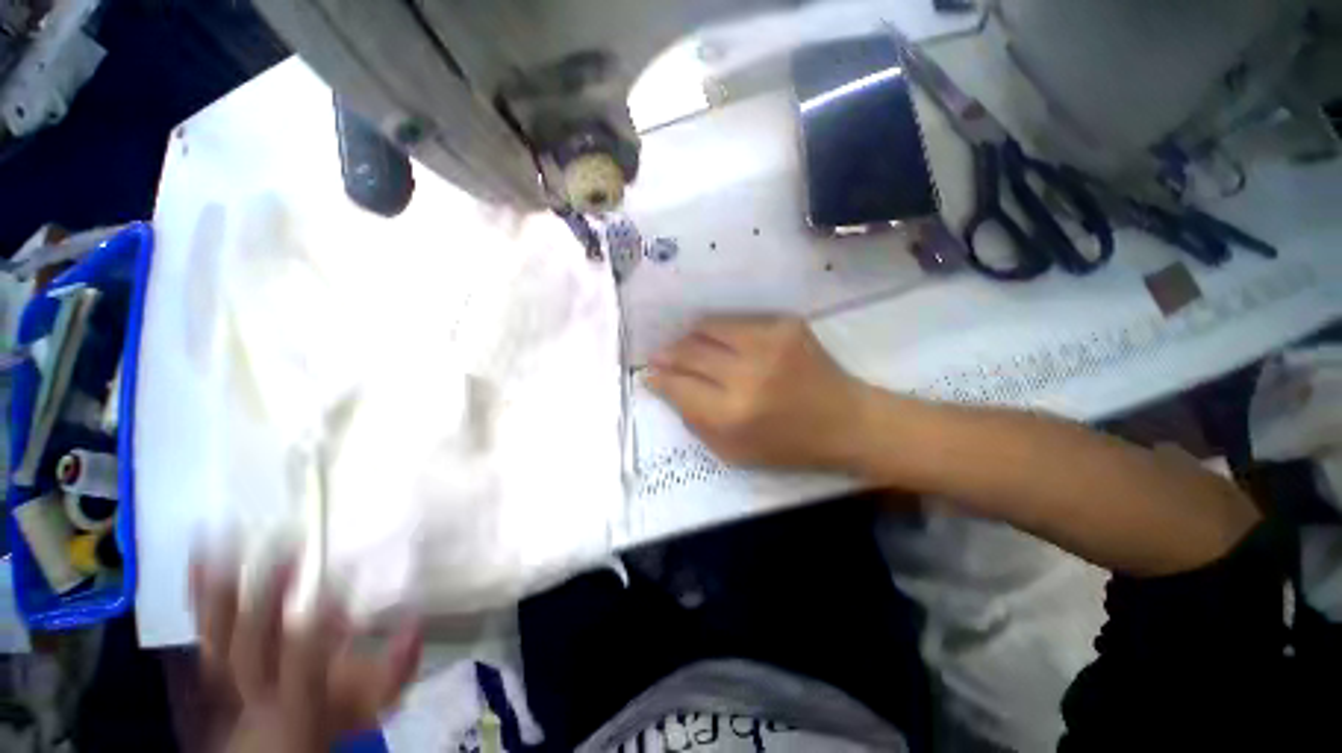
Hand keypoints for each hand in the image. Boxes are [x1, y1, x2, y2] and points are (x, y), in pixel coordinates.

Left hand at [190, 556, 421, 752]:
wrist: (284, 736)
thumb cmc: (338, 713)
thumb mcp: (372, 703)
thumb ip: (397, 669)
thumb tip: (414, 620)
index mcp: (297, 697)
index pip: (303, 660)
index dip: (317, 623)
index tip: (339, 583)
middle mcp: (254, 686)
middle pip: (251, 645)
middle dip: (268, 597)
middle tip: (289, 550)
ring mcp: (229, 674)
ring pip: (218, 634)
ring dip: (224, 586)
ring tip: (230, 537)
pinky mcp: (217, 659)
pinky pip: (204, 625)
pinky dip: (199, 590)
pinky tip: (201, 550)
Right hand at [648, 315, 866, 468]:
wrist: (847, 421)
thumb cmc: (787, 446)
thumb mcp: (732, 452)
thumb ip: (693, 420)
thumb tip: (665, 386)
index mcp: (733, 414)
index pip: (678, 385)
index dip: (658, 378)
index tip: (649, 374)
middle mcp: (748, 373)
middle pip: (689, 351)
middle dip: (668, 353)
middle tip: (661, 356)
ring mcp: (769, 341)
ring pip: (708, 326)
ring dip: (691, 336)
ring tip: (688, 346)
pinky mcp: (786, 323)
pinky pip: (736, 321)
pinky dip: (720, 331)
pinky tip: (722, 343)